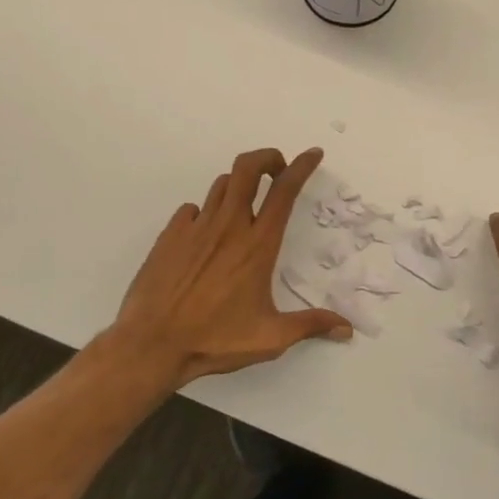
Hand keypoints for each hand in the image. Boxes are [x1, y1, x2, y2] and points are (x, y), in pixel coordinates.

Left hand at [109, 147, 352, 388]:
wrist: (152, 344)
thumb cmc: (215, 339)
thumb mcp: (271, 338)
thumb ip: (310, 326)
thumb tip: (346, 329)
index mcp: (257, 245)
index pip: (284, 191)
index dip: (301, 167)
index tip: (312, 154)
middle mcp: (228, 227)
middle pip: (247, 168)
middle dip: (266, 158)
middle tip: (277, 170)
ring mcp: (195, 228)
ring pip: (221, 186)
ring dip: (239, 185)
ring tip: (246, 204)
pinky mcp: (169, 237)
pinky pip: (192, 209)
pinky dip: (205, 213)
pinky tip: (206, 235)